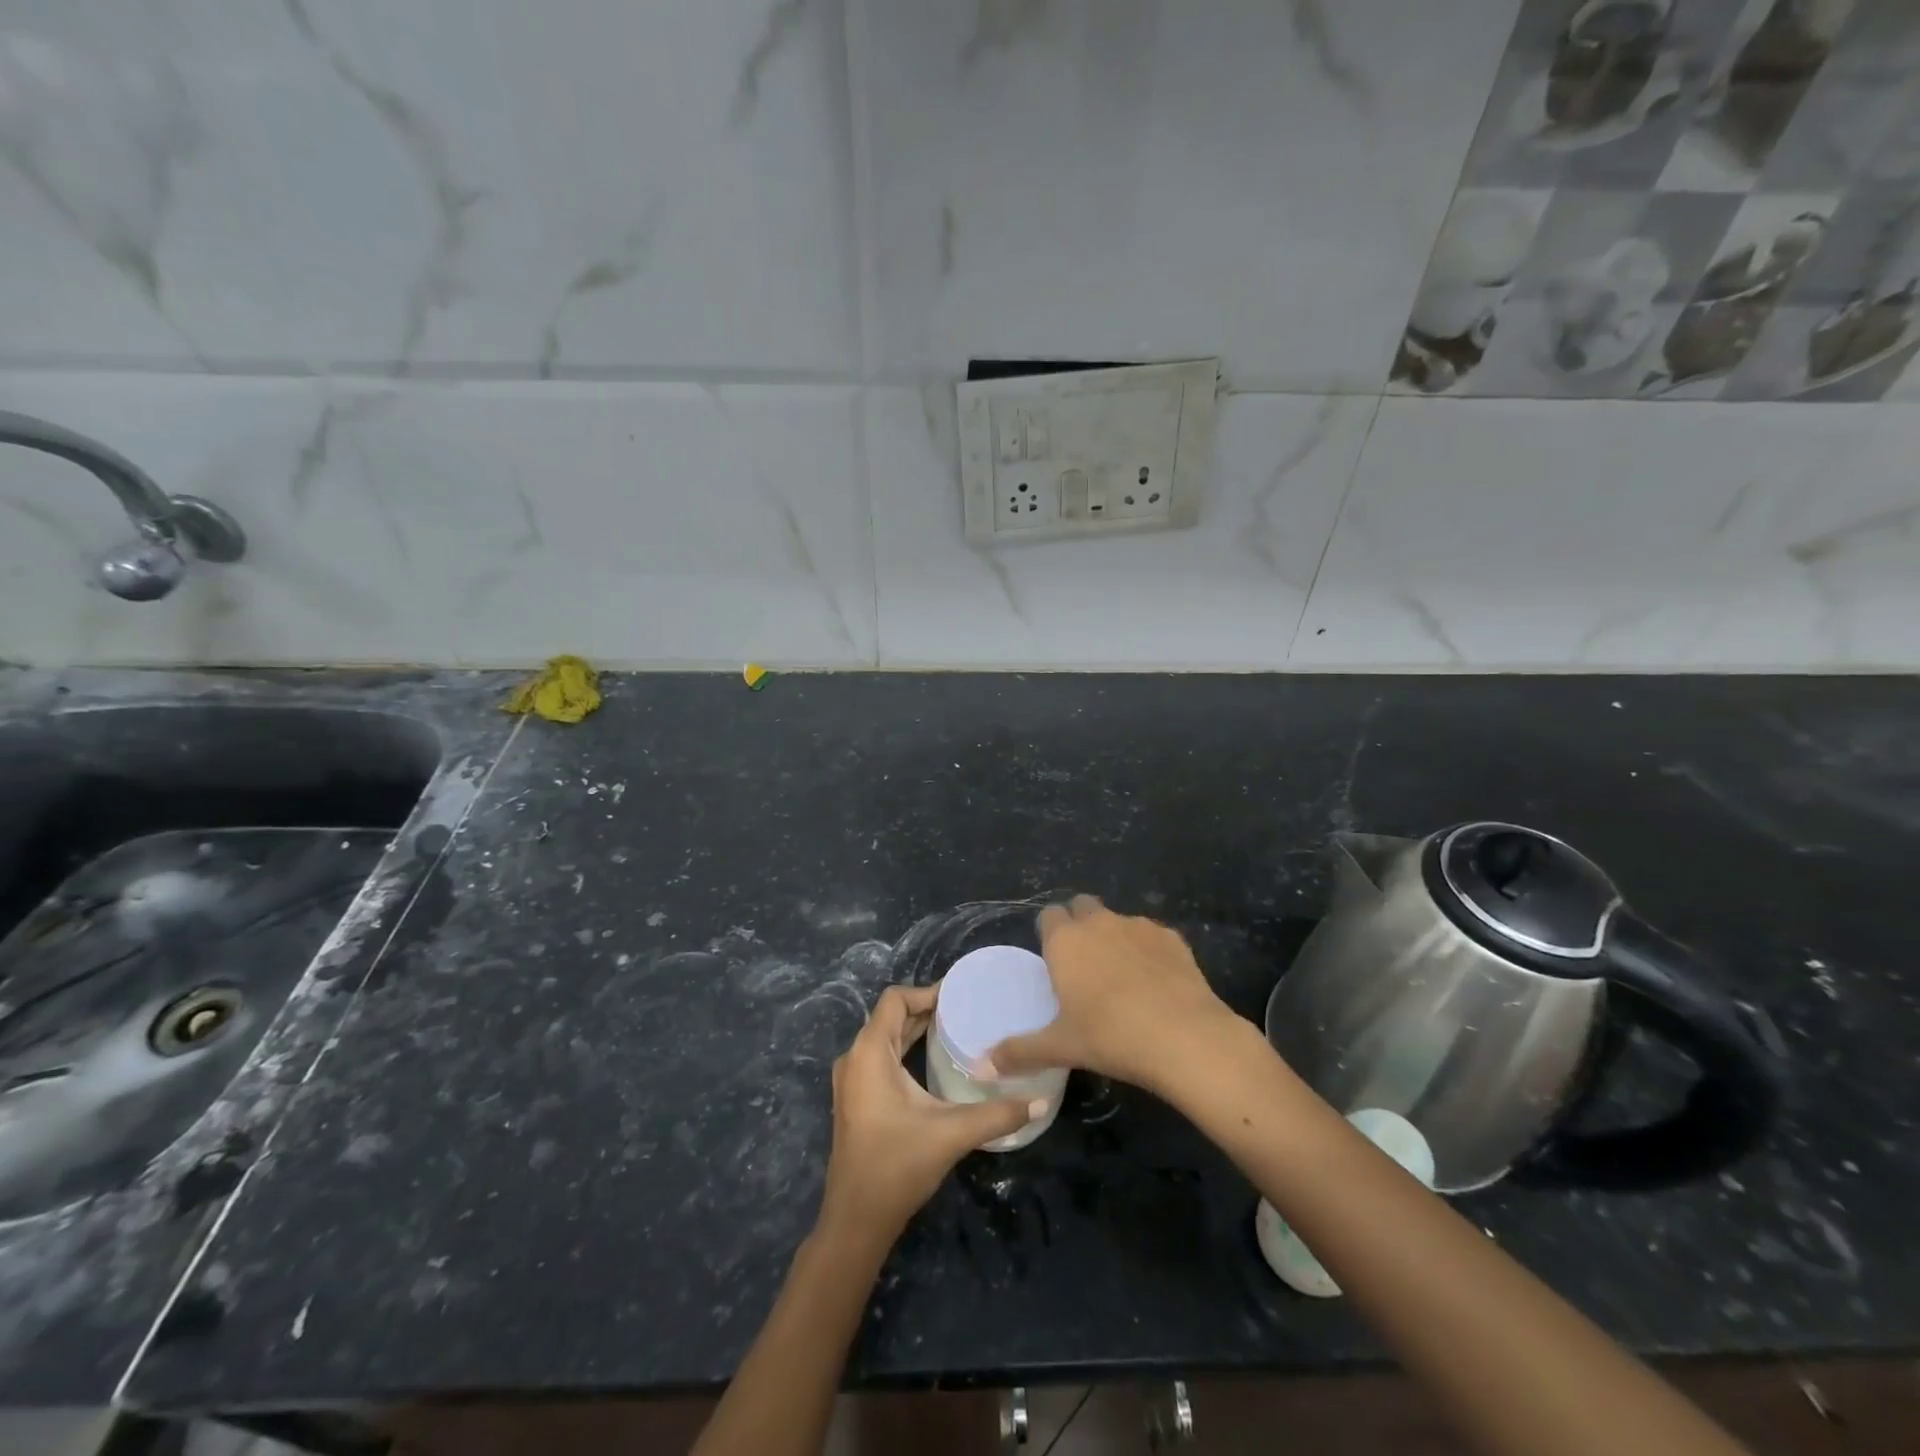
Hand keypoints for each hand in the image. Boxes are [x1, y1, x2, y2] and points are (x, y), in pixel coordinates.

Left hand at [820, 984, 1042, 1243]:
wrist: (856, 1221)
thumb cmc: (897, 1167)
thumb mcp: (951, 1134)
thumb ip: (997, 1115)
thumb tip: (1040, 1102)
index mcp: (869, 1052)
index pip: (895, 999)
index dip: (927, 992)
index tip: (961, 996)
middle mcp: (855, 1058)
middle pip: (891, 1017)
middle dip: (926, 1010)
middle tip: (966, 1012)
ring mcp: (851, 1080)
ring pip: (885, 1038)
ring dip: (915, 1030)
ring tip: (955, 1031)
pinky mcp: (855, 1100)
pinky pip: (880, 1058)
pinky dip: (905, 1050)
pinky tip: (932, 1063)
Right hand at [987, 894, 1238, 1094]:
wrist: (1184, 1036)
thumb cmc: (1110, 1037)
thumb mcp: (1060, 1047)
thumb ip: (1019, 1052)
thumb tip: (980, 1067)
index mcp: (1066, 940)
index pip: (1048, 915)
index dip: (1049, 933)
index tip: (1053, 961)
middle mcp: (1099, 922)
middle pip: (1082, 906)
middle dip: (1080, 924)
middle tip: (1083, 965)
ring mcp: (1139, 926)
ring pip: (1118, 920)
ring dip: (1114, 938)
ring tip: (1122, 979)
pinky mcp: (1173, 938)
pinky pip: (1152, 936)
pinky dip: (1148, 952)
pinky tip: (1155, 984)